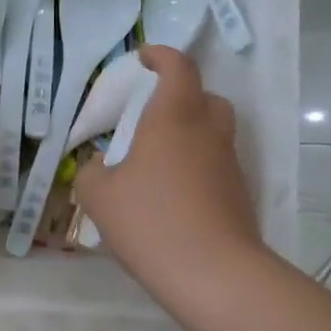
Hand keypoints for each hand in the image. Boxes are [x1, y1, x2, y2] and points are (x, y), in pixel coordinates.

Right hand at [75, 47, 262, 287]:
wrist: (214, 275)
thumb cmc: (151, 222)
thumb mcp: (99, 196)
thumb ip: (91, 171)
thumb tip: (99, 164)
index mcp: (173, 119)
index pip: (178, 68)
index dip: (162, 56)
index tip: (144, 57)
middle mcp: (207, 134)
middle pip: (207, 98)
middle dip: (184, 96)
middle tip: (155, 113)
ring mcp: (228, 166)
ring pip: (215, 134)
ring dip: (192, 134)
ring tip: (159, 161)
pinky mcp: (239, 196)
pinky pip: (216, 167)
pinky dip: (198, 168)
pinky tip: (173, 196)